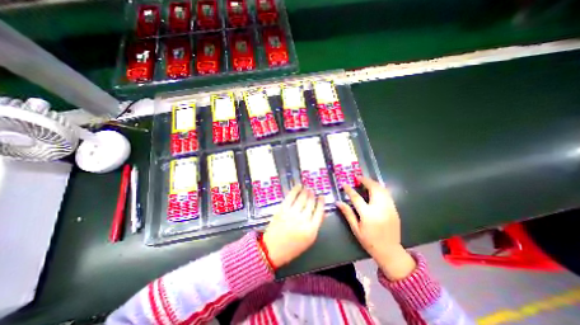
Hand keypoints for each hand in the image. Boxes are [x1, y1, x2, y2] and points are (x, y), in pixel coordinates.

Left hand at [263, 185, 325, 268]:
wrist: (272, 249)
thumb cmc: (292, 247)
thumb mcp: (308, 240)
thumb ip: (316, 225)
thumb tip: (323, 213)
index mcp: (311, 229)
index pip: (320, 211)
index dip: (321, 202)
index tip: (322, 196)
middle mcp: (303, 219)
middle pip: (311, 203)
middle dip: (313, 195)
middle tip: (313, 191)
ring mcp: (292, 213)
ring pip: (302, 198)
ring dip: (306, 191)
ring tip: (307, 188)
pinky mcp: (283, 209)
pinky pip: (291, 196)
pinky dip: (295, 190)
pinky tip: (299, 186)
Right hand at [336, 176, 416, 280]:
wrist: (390, 251)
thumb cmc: (369, 241)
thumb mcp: (355, 228)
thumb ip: (347, 213)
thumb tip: (338, 202)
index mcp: (368, 215)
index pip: (356, 198)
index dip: (349, 190)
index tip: (345, 184)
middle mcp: (380, 209)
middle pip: (373, 189)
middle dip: (366, 181)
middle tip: (358, 178)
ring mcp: (389, 208)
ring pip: (382, 190)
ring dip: (374, 183)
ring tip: (366, 181)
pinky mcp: (394, 210)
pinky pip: (387, 195)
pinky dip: (380, 188)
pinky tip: (375, 188)